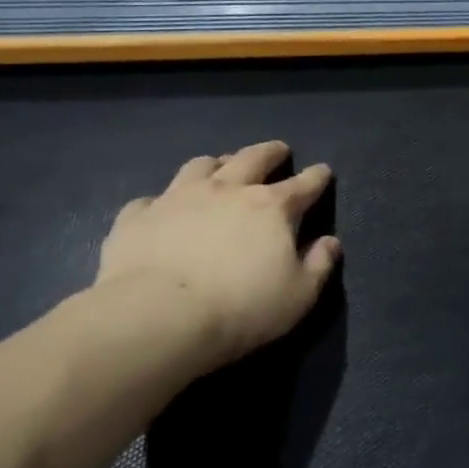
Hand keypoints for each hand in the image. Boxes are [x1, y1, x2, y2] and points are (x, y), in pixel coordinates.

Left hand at [98, 142, 341, 375]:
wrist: (158, 317)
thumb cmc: (241, 308)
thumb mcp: (298, 296)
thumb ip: (318, 265)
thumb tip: (330, 242)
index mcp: (271, 207)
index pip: (303, 184)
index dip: (317, 177)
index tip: (323, 171)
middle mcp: (227, 190)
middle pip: (253, 159)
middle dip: (270, 152)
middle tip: (278, 150)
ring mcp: (178, 198)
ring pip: (201, 166)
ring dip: (216, 164)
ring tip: (220, 168)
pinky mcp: (138, 217)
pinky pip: (150, 200)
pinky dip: (161, 202)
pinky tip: (161, 211)